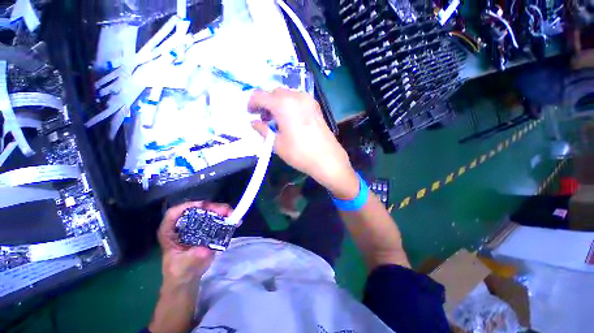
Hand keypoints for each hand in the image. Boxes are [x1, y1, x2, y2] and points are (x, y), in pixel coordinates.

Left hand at [157, 201, 231, 287]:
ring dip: (221, 211)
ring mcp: (196, 225)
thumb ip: (193, 258)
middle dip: (212, 207)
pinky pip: (216, 218)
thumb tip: (205, 250)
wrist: (187, 279)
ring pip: (208, 212)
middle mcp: (182, 225)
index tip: (204, 207)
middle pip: (196, 209)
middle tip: (226, 211)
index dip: (188, 206)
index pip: (175, 213)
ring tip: (232, 214)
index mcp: (170, 231)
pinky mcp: (206, 228)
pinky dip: (225, 218)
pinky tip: (234, 221)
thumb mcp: (184, 267)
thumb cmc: (181, 273)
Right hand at [249, 88, 358, 198]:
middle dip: (265, 103)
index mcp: (283, 104)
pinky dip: (289, 105)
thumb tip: (254, 123)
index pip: (259, 95)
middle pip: (273, 92)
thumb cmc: (299, 153)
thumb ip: (263, 130)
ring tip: (278, 121)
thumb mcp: (277, 144)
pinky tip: (291, 120)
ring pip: (286, 95)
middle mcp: (296, 96)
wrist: (327, 159)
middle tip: (265, 119)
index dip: (251, 103)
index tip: (251, 114)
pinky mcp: (316, 106)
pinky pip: (297, 99)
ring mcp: (308, 100)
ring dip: (277, 103)